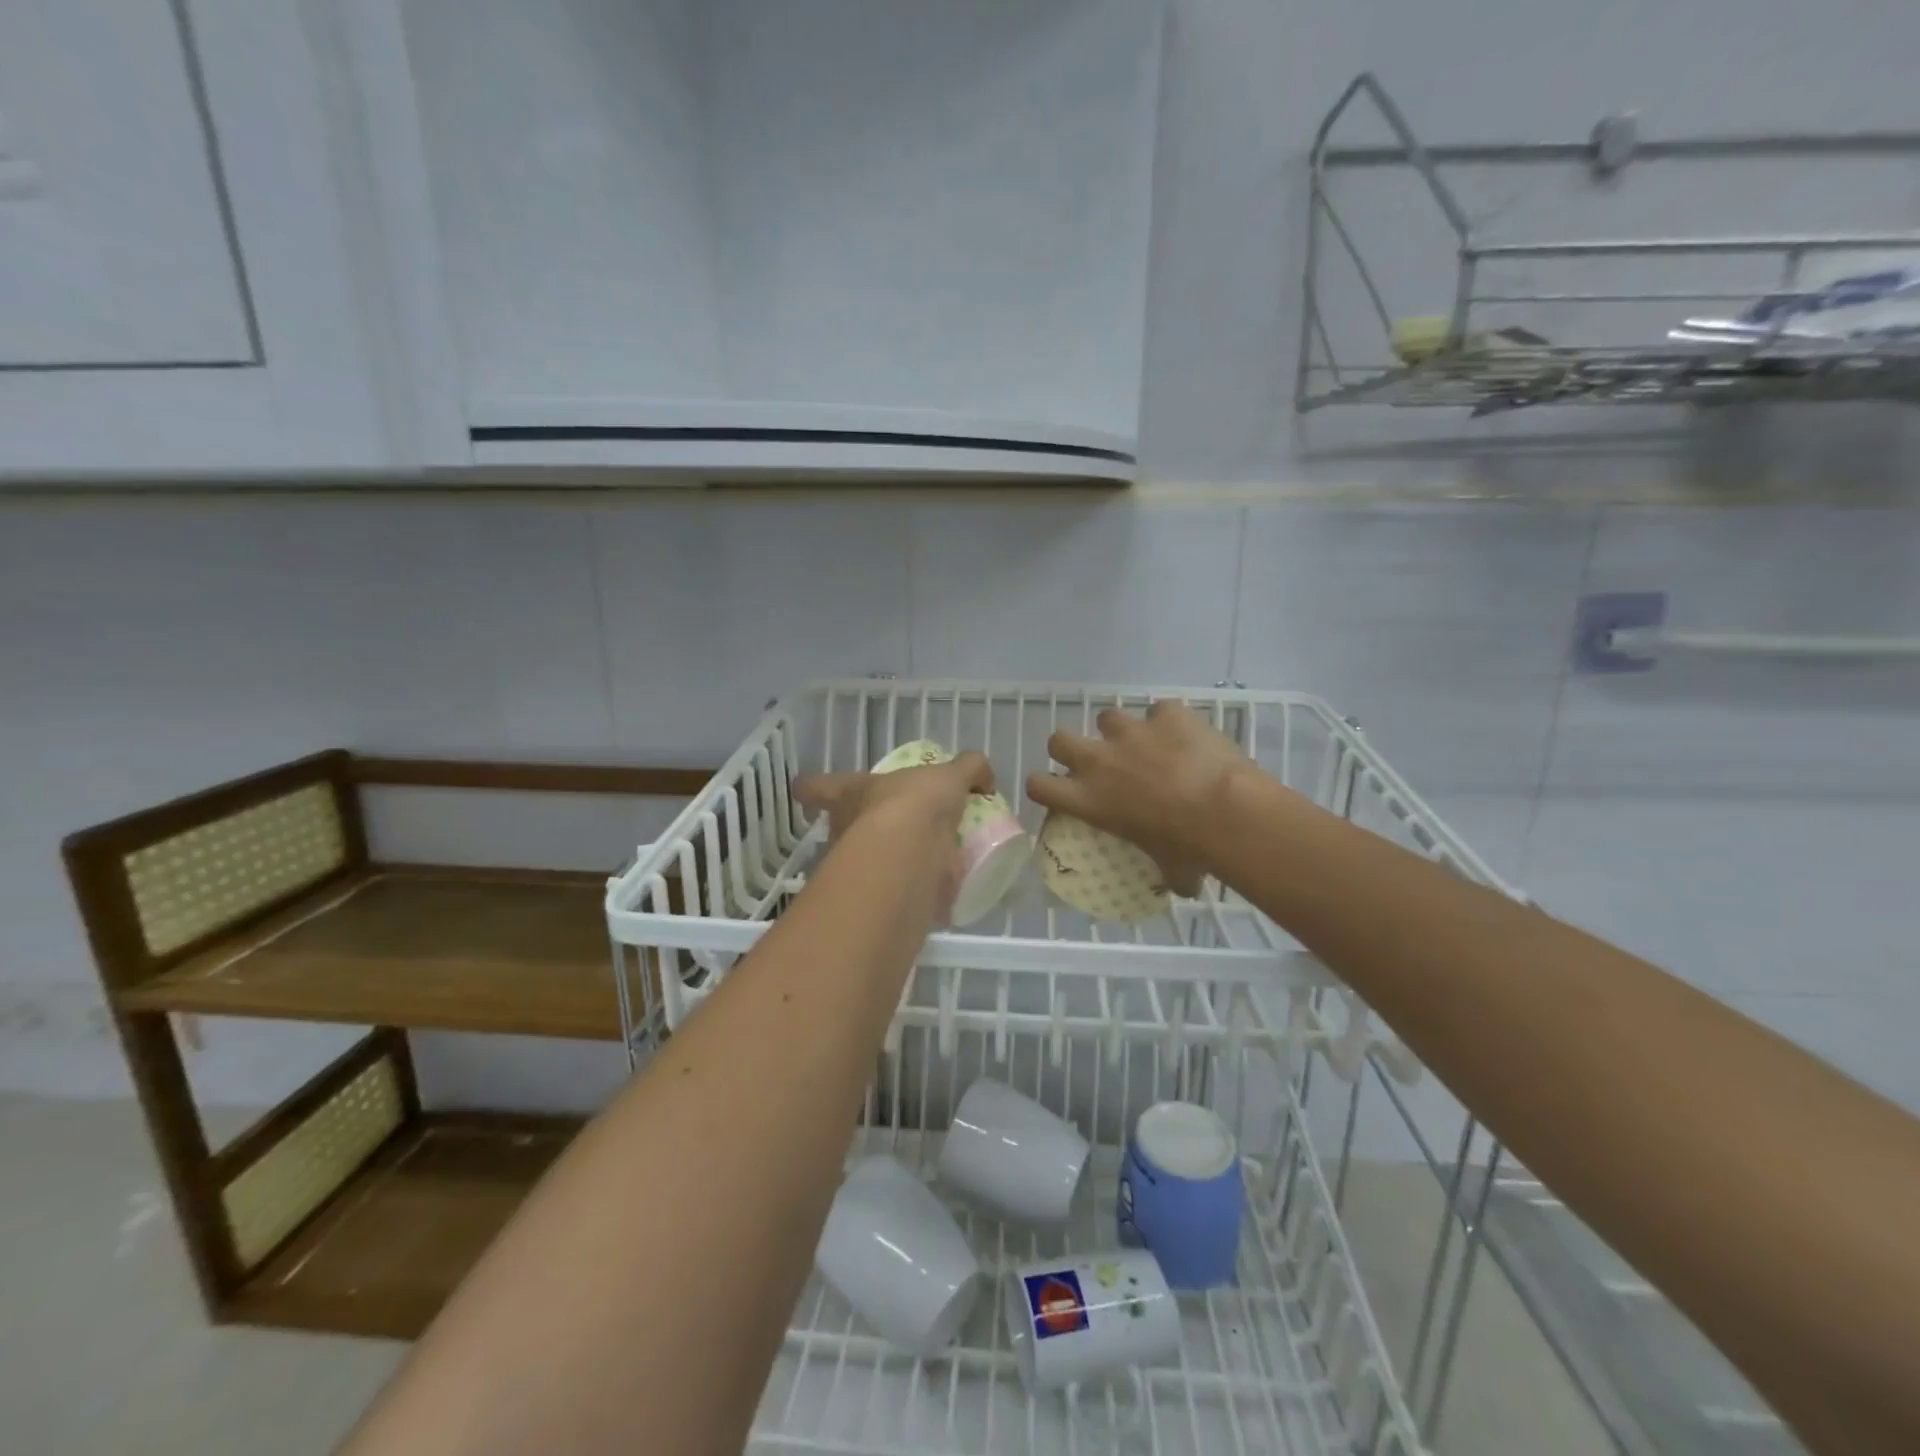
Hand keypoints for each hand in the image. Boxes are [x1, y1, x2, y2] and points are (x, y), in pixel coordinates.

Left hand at [795, 753, 995, 920]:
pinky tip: (935, 889)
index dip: (812, 787)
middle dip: (862, 829)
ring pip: (863, 863)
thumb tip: (983, 776)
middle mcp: (843, 828)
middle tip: (892, 829)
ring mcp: (854, 866)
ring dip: (887, 862)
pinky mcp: (873, 897)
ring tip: (921, 860)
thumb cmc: (914, 804)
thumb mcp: (949, 776)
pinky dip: (910, 891)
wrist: (908, 856)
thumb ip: (968, 770)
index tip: (808, 792)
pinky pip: (891, 891)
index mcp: (849, 793)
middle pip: (841, 827)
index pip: (817, 786)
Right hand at [1026, 701, 1254, 894]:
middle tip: (1095, 761)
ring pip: (1107, 717)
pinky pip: (1161, 710)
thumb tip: (1179, 885)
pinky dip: (1170, 722)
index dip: (1044, 786)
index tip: (1058, 791)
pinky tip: (1187, 736)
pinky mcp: (1166, 713)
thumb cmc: (1189, 848)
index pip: (1039, 786)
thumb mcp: (1167, 868)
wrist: (1226, 810)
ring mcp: (1131, 731)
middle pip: (1058, 739)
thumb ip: (1164, 872)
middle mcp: (1099, 760)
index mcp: (1089, 800)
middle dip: (1071, 747)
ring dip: (1121, 731)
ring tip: (1145, 744)